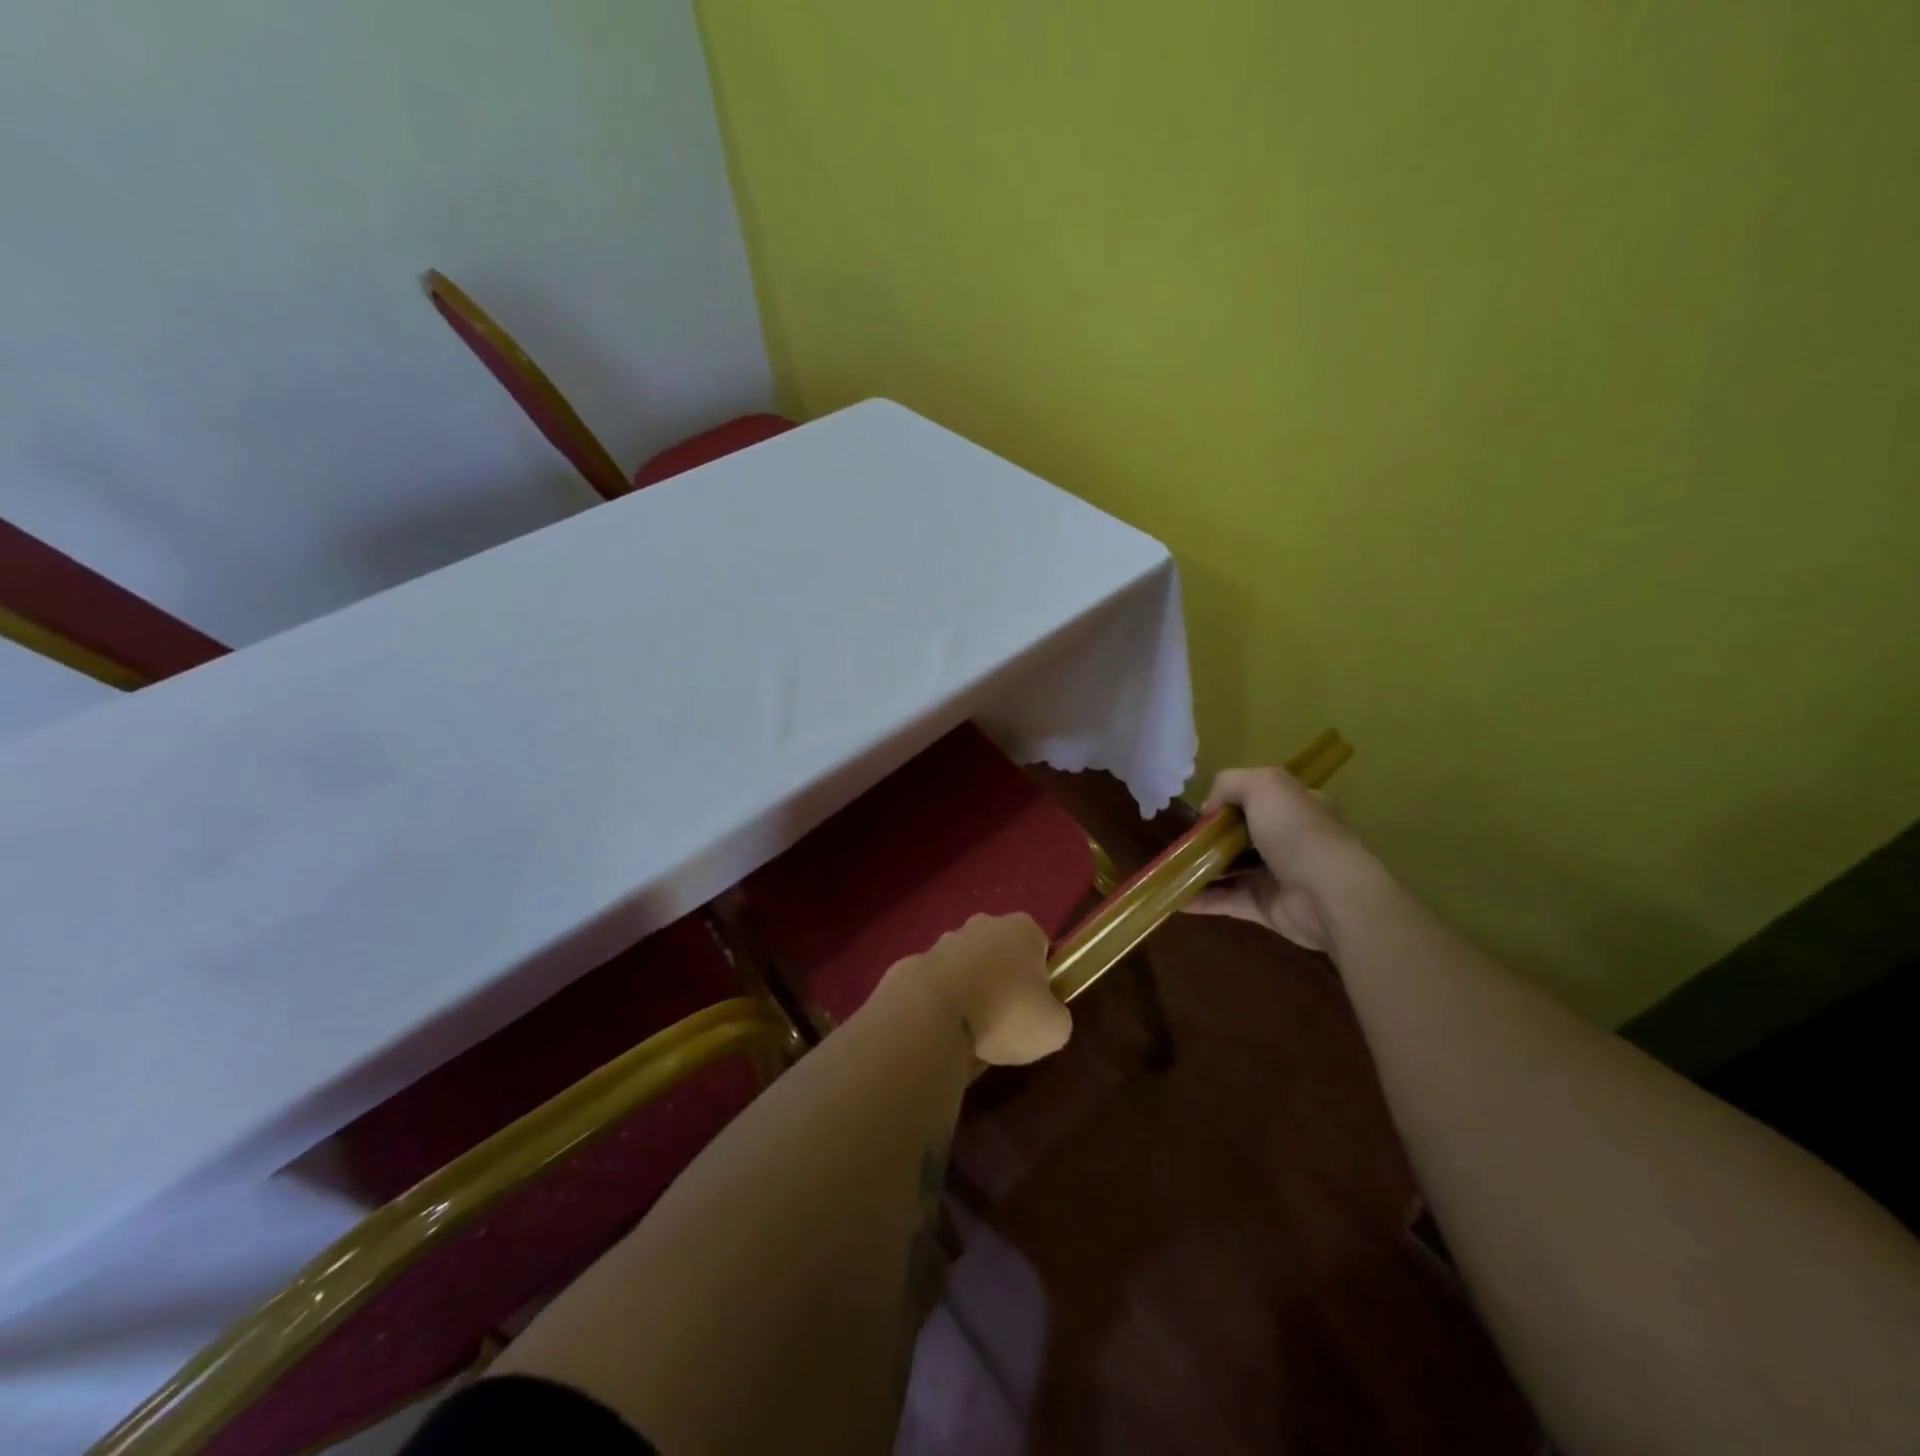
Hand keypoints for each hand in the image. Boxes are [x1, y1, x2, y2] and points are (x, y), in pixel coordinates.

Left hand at [886, 912, 1071, 1065]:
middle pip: (1000, 952)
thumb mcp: (1054, 1028)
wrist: (931, 1013)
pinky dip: (942, 1005)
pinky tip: (944, 1032)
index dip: (1041, 978)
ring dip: (970, 992)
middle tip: (1005, 1020)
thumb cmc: (1004, 1012)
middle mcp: (983, 924)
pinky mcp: (914, 964)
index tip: (1035, 1006)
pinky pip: (937, 986)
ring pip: (967, 967)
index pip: (1039, 946)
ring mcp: (944, 942)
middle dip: (1003, 980)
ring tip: (972, 1033)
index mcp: (1022, 929)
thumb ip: (1056, 1016)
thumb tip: (1045, 1016)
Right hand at [1183, 766, 1376, 950]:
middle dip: (1209, 837)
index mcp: (1293, 806)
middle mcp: (1286, 839)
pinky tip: (1176, 897)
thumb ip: (1230, 783)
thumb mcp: (1264, 785)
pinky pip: (1226, 901)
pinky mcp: (1265, 907)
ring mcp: (1276, 875)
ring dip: (1200, 868)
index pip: (1257, 798)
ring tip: (1170, 868)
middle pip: (1239, 834)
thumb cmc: (1297, 832)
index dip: (1227, 802)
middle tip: (1182, 842)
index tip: (1203, 812)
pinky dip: (1201, 900)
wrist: (1329, 895)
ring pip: (1230, 868)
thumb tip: (1209, 809)